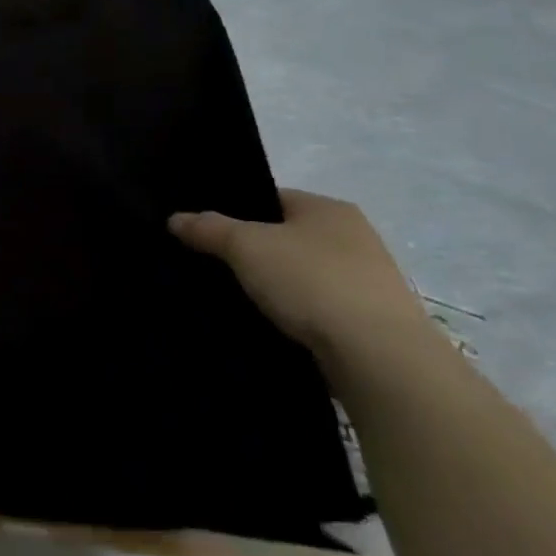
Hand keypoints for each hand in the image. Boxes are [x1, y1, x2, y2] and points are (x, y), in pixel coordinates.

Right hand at [169, 190, 435, 363]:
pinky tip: (271, 325)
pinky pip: (317, 308)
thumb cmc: (311, 282)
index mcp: (328, 207)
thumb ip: (208, 228)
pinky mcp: (371, 321)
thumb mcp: (246, 246)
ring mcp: (367, 280)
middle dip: (252, 252)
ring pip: (301, 274)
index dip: (234, 212)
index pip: (270, 199)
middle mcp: (354, 236)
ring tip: (236, 299)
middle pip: (285, 237)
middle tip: (213, 266)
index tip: (205, 233)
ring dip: (274, 286)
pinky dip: (294, 314)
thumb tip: (175, 218)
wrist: (379, 357)